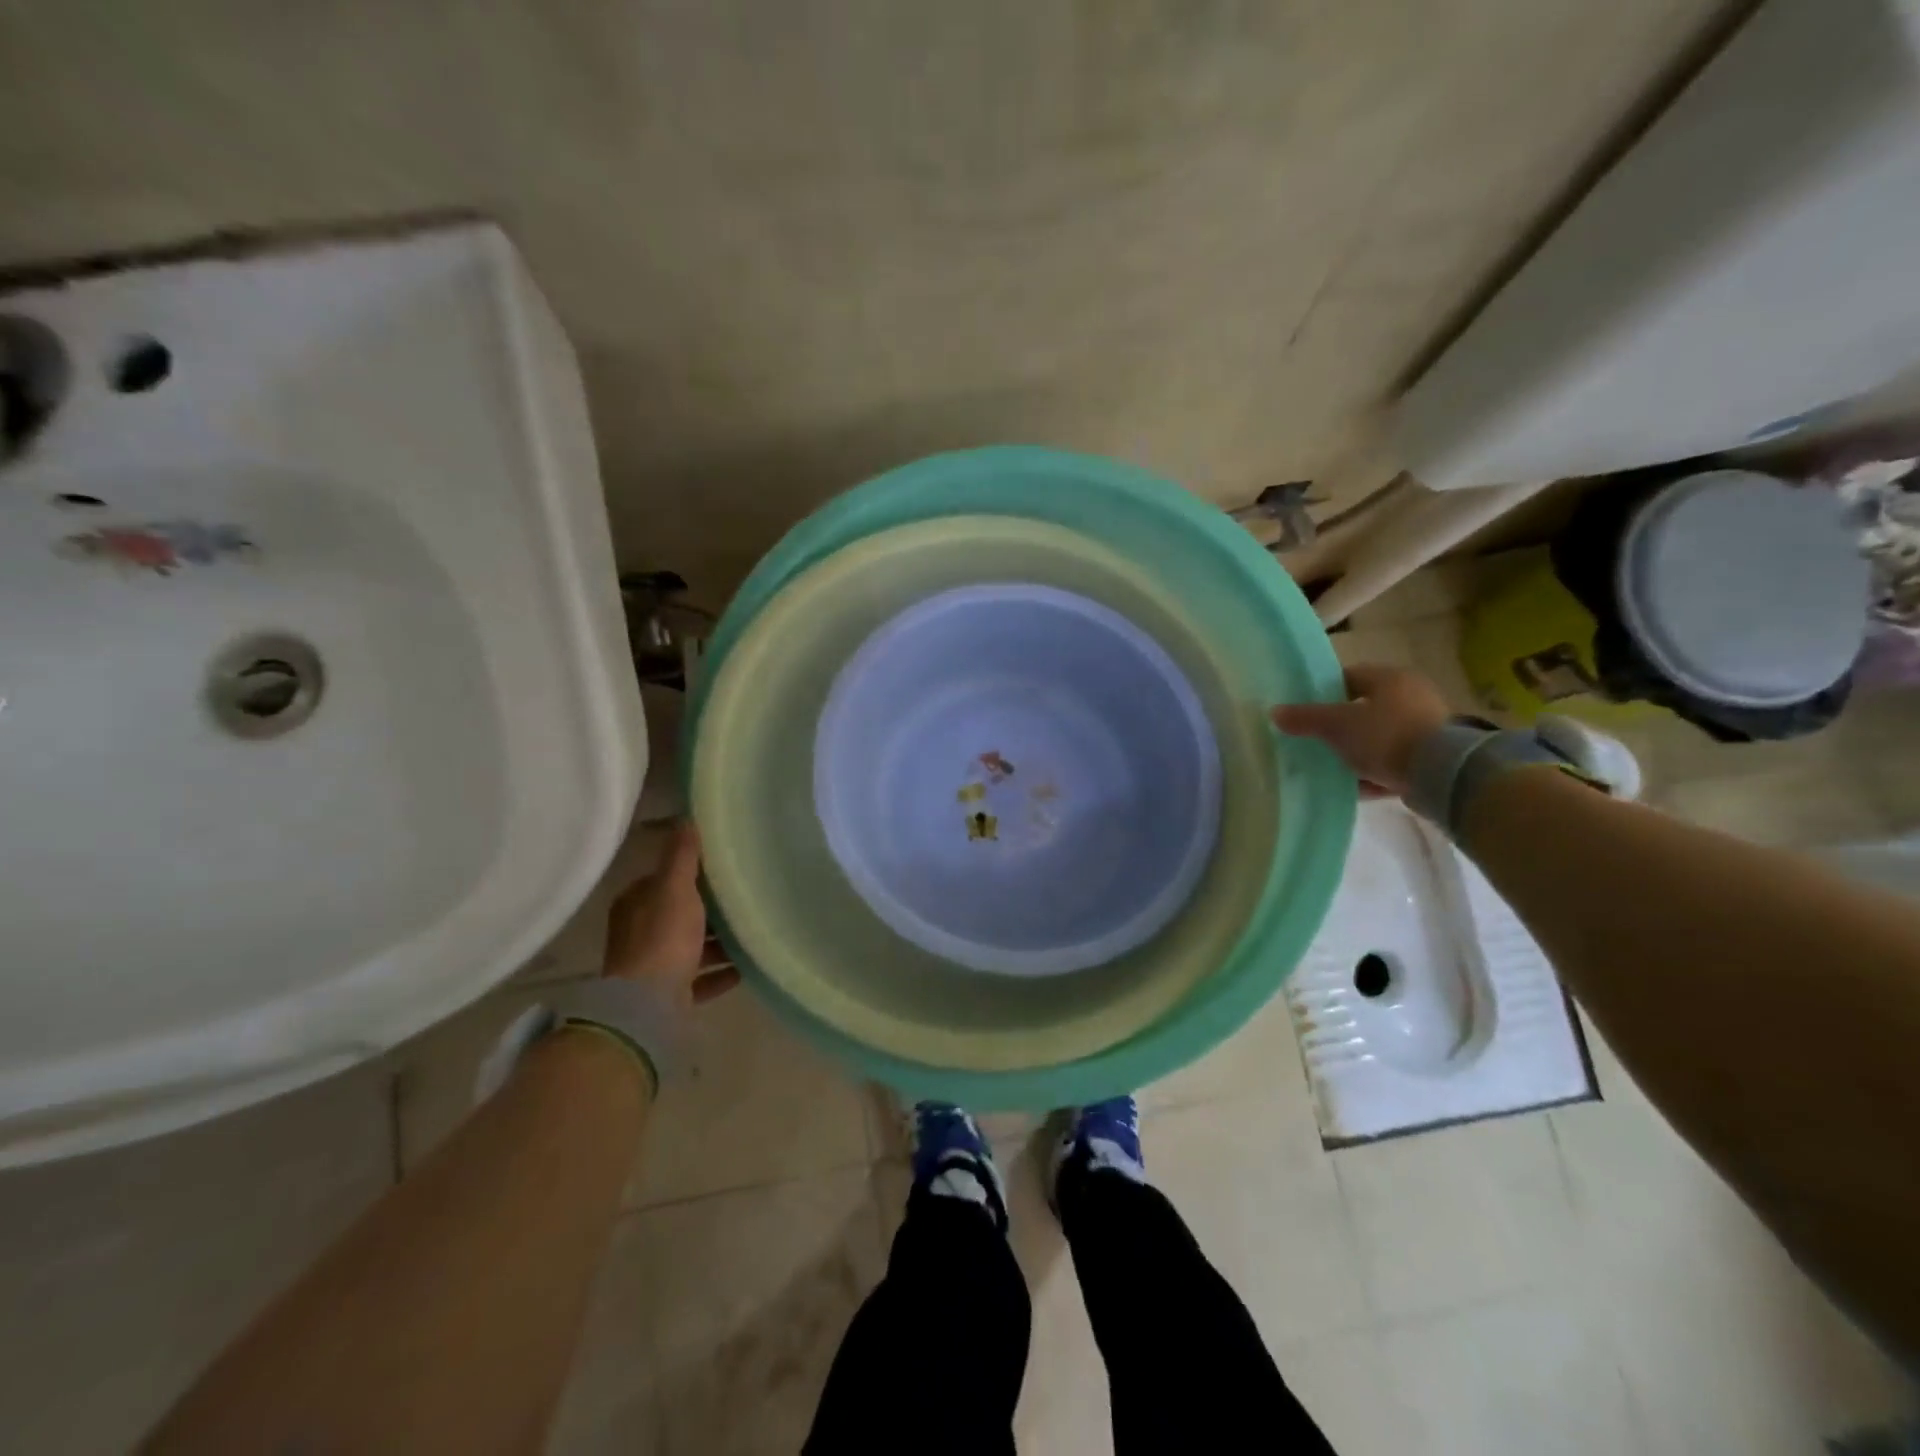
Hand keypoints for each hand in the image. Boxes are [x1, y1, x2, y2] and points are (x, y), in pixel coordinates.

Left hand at [604, 821, 739, 1008]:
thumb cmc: (663, 939)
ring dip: (718, 943)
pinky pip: (700, 978)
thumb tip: (686, 818)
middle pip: (681, 914)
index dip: (693, 873)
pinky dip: (720, 973)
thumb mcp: (675, 888)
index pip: (665, 880)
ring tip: (751, 935)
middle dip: (710, 910)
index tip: (725, 869)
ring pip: (691, 948)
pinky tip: (746, 968)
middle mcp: (640, 933)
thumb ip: (682, 855)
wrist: (648, 1007)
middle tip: (745, 900)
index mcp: (636, 904)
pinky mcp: (669, 995)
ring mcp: (654, 967)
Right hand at [1270, 663, 1450, 798]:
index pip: (1349, 676)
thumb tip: (1274, 712)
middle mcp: (1412, 696)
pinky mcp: (1433, 757)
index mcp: (1390, 678)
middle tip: (1316, 740)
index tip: (1305, 711)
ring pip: (1379, 736)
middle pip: (1365, 708)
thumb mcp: (1336, 725)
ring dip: (1357, 751)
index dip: (1324, 692)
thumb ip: (1305, 718)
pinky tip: (1355, 786)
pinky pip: (1394, 761)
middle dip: (1340, 725)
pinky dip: (1375, 771)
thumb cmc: (1385, 736)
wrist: (1441, 774)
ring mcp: (1426, 727)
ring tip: (1332, 766)